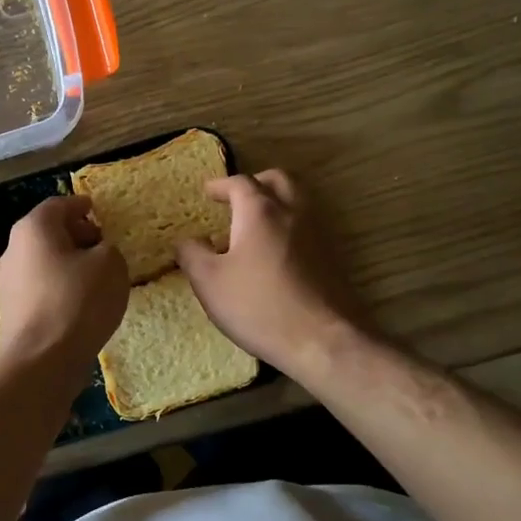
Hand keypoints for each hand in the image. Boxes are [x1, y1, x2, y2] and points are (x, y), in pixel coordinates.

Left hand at [0, 195, 128, 377]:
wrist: (41, 361)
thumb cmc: (77, 301)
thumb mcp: (111, 264)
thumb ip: (108, 249)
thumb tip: (98, 254)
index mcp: (34, 228)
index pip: (58, 205)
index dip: (80, 205)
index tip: (96, 209)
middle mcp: (14, 250)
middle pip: (47, 232)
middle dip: (75, 234)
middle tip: (101, 243)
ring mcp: (9, 283)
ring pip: (43, 261)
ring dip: (68, 263)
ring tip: (97, 276)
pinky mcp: (12, 312)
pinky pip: (40, 288)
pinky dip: (60, 287)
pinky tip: (81, 303)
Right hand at [175, 170, 364, 377]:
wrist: (323, 340)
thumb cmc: (259, 306)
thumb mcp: (209, 282)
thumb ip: (192, 255)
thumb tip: (187, 240)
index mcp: (260, 211)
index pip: (240, 183)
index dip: (221, 185)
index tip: (208, 192)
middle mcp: (293, 212)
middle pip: (277, 180)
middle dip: (255, 183)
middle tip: (237, 198)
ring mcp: (319, 233)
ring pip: (298, 201)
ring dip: (276, 202)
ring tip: (256, 225)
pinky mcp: (334, 257)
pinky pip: (309, 226)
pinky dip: (290, 226)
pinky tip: (277, 252)